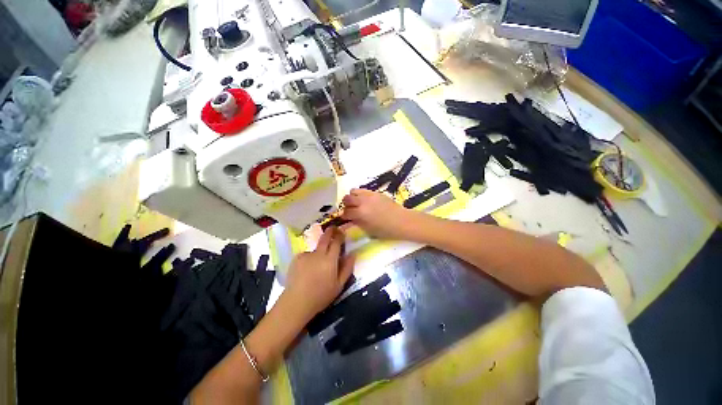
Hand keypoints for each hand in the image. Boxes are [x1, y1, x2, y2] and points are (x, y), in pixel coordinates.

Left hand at [285, 227, 355, 319]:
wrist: (296, 302)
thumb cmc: (321, 296)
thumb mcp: (339, 285)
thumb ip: (347, 268)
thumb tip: (353, 254)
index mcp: (330, 260)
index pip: (336, 242)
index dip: (340, 235)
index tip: (342, 231)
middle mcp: (318, 254)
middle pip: (325, 238)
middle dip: (330, 231)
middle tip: (333, 229)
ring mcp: (306, 255)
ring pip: (316, 248)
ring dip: (319, 251)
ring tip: (317, 265)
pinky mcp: (296, 259)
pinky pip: (307, 255)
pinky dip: (309, 259)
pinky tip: (307, 269)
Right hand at [341, 188, 415, 239]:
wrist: (401, 221)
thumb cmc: (385, 230)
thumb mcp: (368, 229)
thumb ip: (357, 222)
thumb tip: (350, 219)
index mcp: (360, 213)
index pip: (346, 212)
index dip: (344, 216)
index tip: (345, 218)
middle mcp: (363, 202)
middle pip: (347, 198)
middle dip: (346, 204)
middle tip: (350, 209)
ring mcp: (369, 195)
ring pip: (353, 191)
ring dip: (352, 197)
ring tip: (357, 203)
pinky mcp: (375, 192)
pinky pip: (363, 190)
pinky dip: (361, 195)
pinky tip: (366, 201)